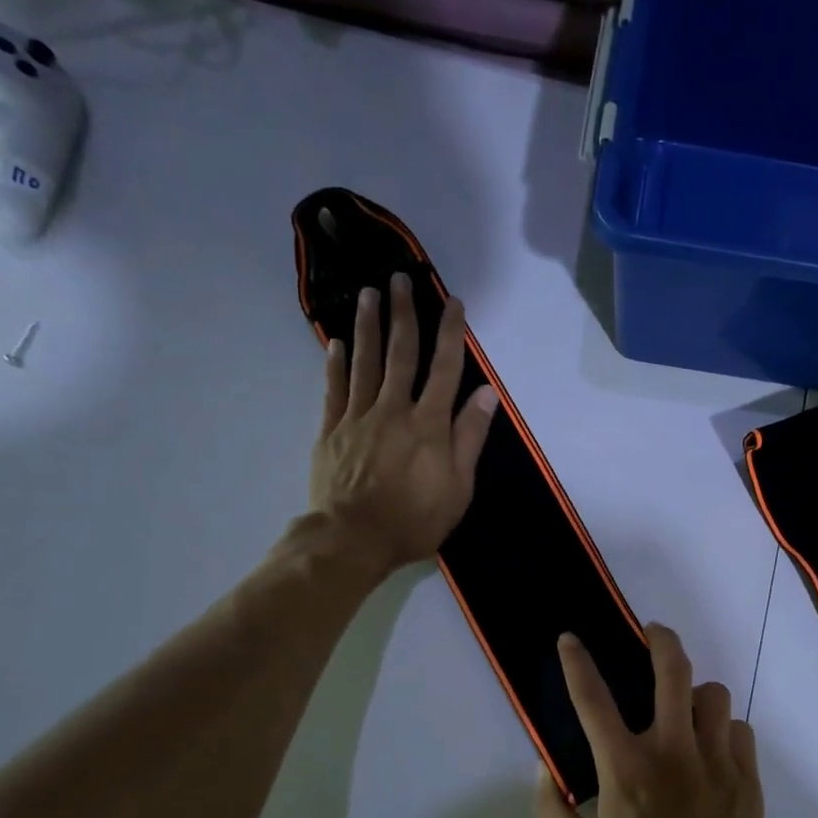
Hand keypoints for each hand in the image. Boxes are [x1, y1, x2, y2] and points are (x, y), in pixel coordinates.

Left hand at [307, 273, 498, 579]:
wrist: (353, 538)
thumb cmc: (414, 520)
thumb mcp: (458, 488)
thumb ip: (469, 438)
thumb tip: (486, 394)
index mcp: (429, 425)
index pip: (445, 370)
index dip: (451, 334)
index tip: (455, 304)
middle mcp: (393, 410)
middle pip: (401, 354)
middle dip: (404, 315)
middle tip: (401, 279)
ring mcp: (358, 417)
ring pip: (364, 362)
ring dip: (369, 326)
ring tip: (369, 294)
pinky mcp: (331, 430)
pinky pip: (334, 388)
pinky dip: (336, 363)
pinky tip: (337, 342)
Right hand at [534, 624, 772, 817]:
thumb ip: (552, 812)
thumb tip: (546, 769)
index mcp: (625, 770)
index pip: (593, 699)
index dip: (577, 663)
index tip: (570, 639)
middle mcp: (673, 751)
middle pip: (673, 670)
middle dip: (661, 639)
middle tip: (651, 634)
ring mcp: (717, 761)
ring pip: (714, 694)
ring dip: (695, 694)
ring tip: (684, 709)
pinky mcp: (747, 777)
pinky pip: (739, 729)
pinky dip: (723, 730)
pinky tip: (711, 751)